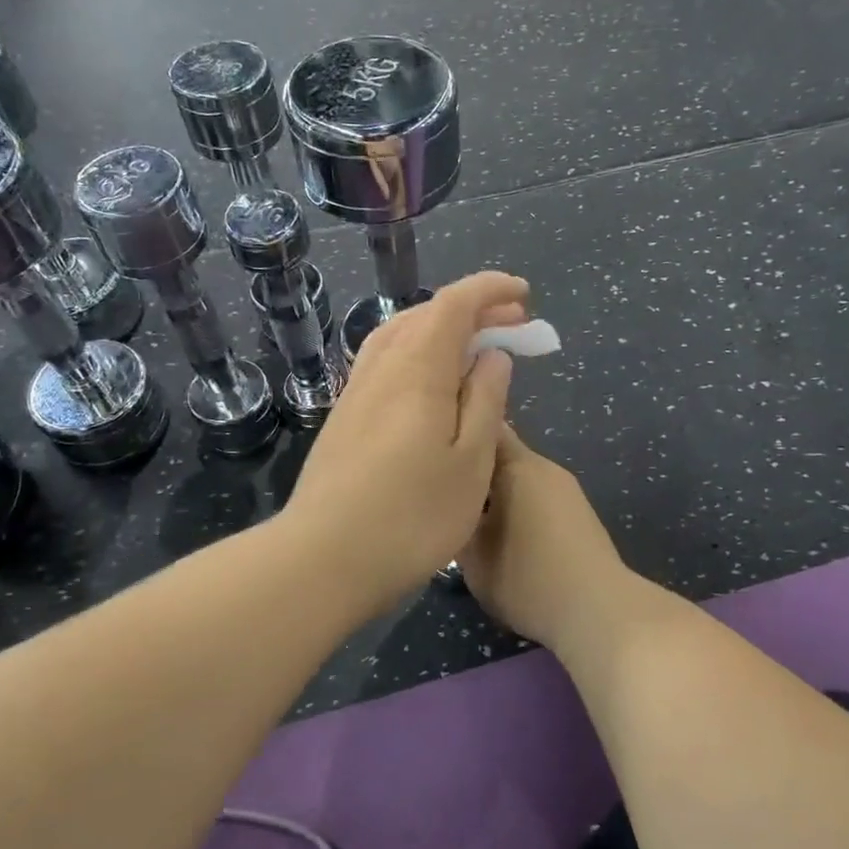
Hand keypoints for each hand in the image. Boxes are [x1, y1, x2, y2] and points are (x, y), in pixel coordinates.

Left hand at [283, 271, 527, 616]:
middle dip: (471, 310)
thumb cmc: (413, 516)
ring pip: (399, 336)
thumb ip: (486, 400)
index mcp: (418, 369)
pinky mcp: (343, 419)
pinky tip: (428, 383)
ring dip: (439, 329)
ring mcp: (356, 393)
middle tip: (511, 324)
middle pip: (425, 315)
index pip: (454, 304)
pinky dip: (415, 354)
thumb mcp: (471, 461)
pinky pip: (384, 363)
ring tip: (472, 346)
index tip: (523, 294)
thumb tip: (492, 354)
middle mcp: (382, 368)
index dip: (490, 290)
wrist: (324, 558)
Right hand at [459, 425, 641, 654]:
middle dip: (473, 470)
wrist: (599, 611)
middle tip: (444, 495)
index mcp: (515, 465)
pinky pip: (538, 497)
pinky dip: (518, 508)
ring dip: (496, 492)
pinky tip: (507, 537)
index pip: (481, 428)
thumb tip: (445, 503)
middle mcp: (543, 467)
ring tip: (472, 520)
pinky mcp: (579, 514)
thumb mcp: (471, 555)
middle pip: (500, 453)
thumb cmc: (526, 578)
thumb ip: (452, 518)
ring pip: (520, 478)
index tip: (430, 454)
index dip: (454, 435)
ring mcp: (566, 489)